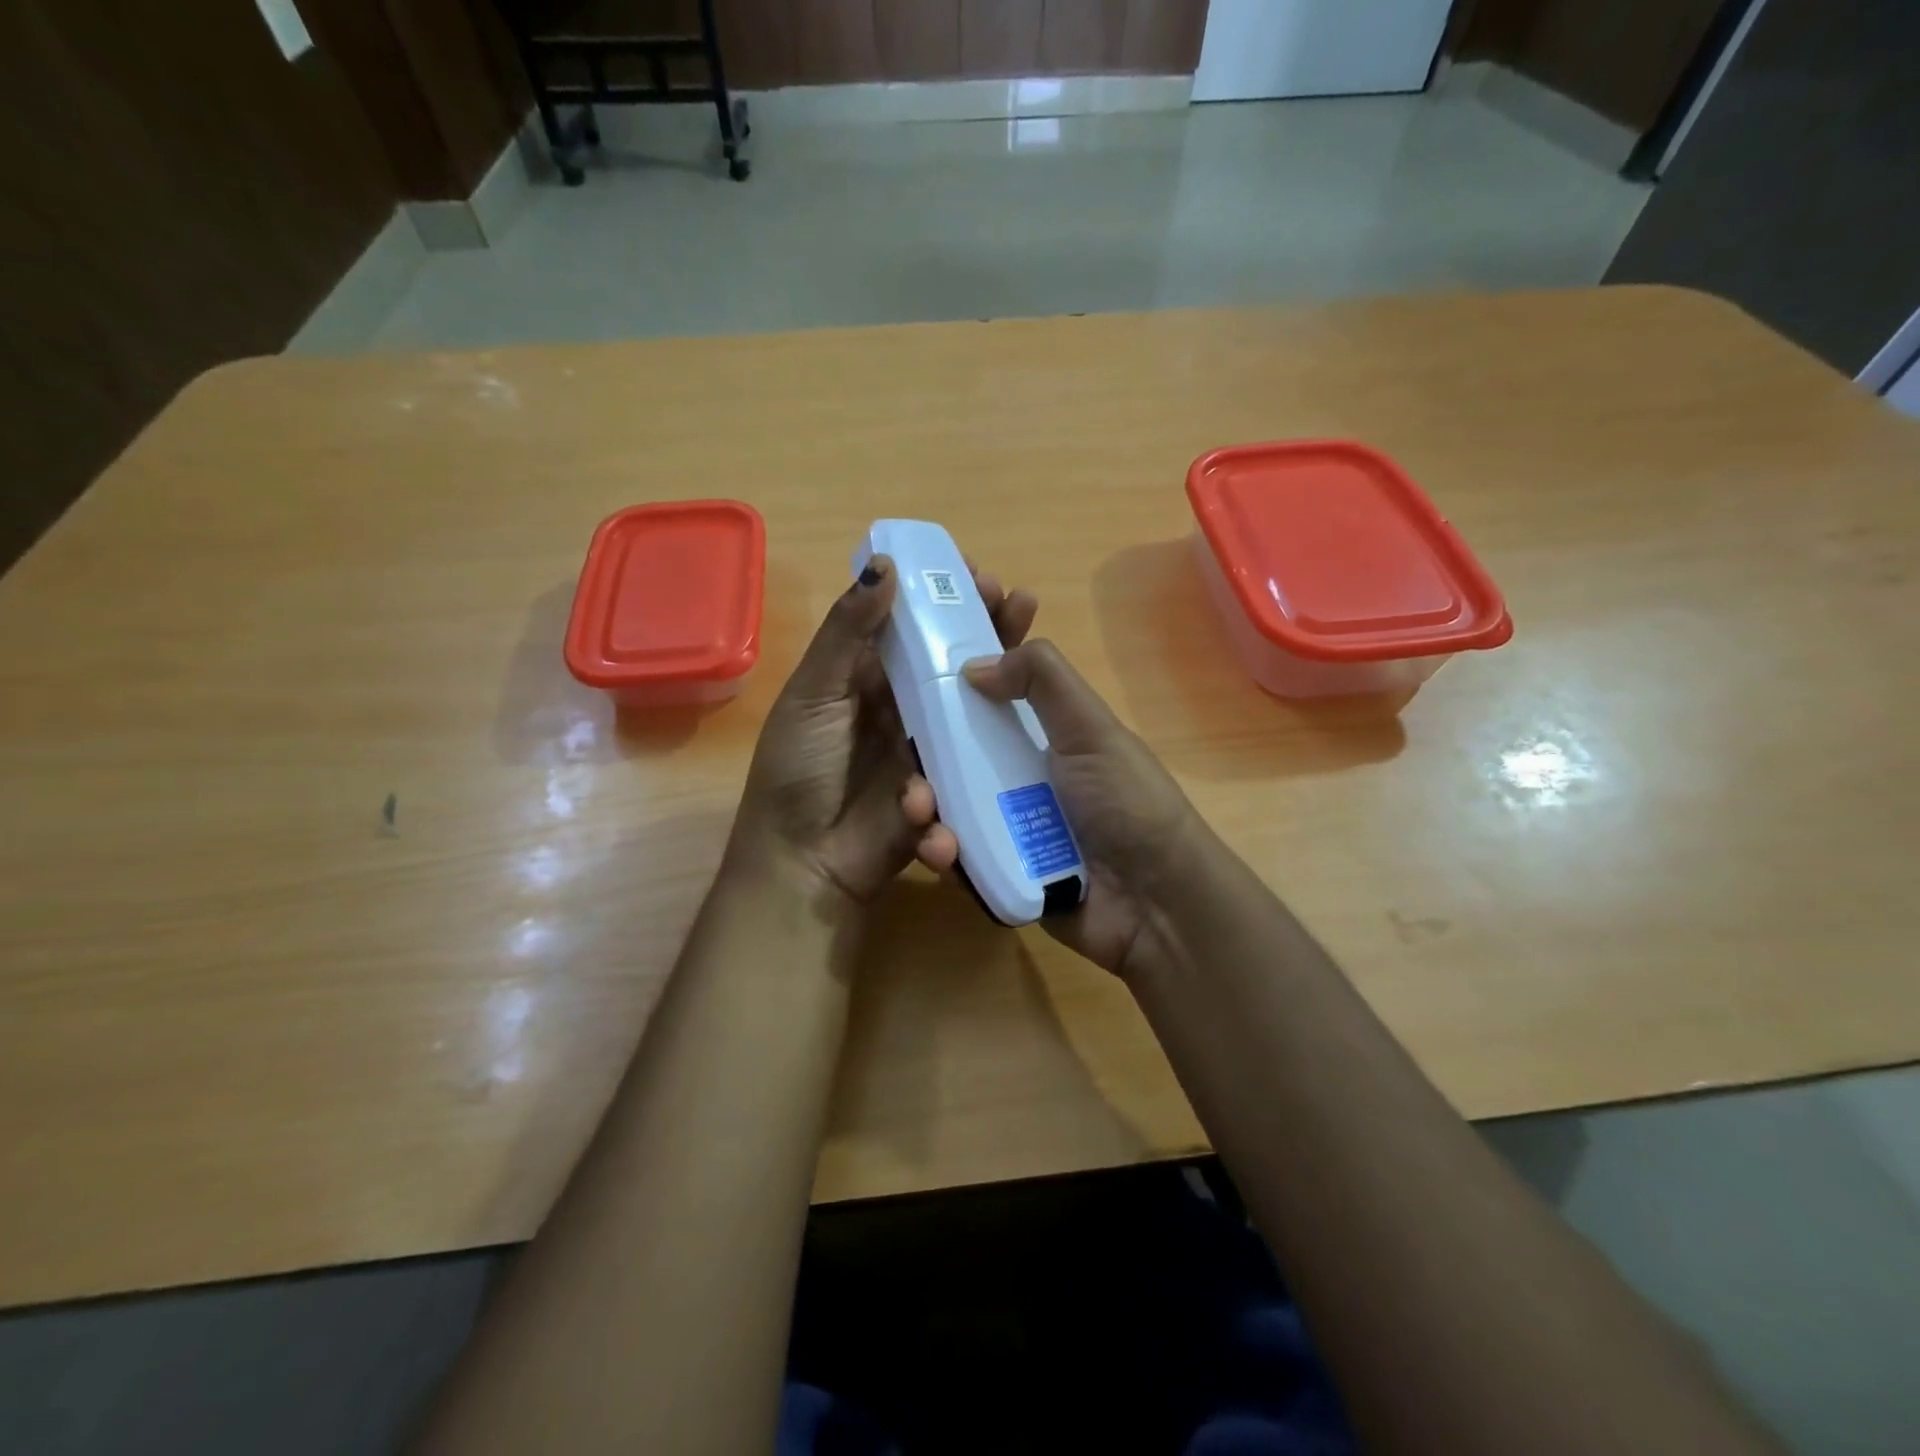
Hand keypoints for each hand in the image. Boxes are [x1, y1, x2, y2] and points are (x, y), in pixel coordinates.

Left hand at [730, 555, 1038, 908]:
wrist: (807, 862)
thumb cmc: (799, 770)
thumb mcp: (814, 694)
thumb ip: (847, 633)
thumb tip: (884, 565)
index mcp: (864, 678)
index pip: (908, 625)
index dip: (938, 596)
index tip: (971, 570)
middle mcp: (901, 705)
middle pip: (948, 656)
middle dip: (980, 623)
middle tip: (1012, 597)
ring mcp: (929, 743)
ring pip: (971, 696)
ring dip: (1001, 663)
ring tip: (1027, 629)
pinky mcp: (950, 780)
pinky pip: (979, 750)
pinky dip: (1002, 724)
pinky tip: (1028, 697)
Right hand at [911, 639, 1205, 977]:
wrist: (1156, 905)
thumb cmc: (1127, 804)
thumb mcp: (1092, 728)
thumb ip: (1042, 678)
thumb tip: (973, 664)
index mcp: (1040, 738)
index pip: (981, 706)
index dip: (945, 696)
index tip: (909, 690)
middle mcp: (1017, 778)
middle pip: (950, 760)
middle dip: (920, 763)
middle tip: (910, 773)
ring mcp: (1006, 828)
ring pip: (945, 809)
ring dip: (923, 810)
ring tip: (921, 816)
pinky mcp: (997, 875)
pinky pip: (957, 859)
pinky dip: (943, 854)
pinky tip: (943, 854)